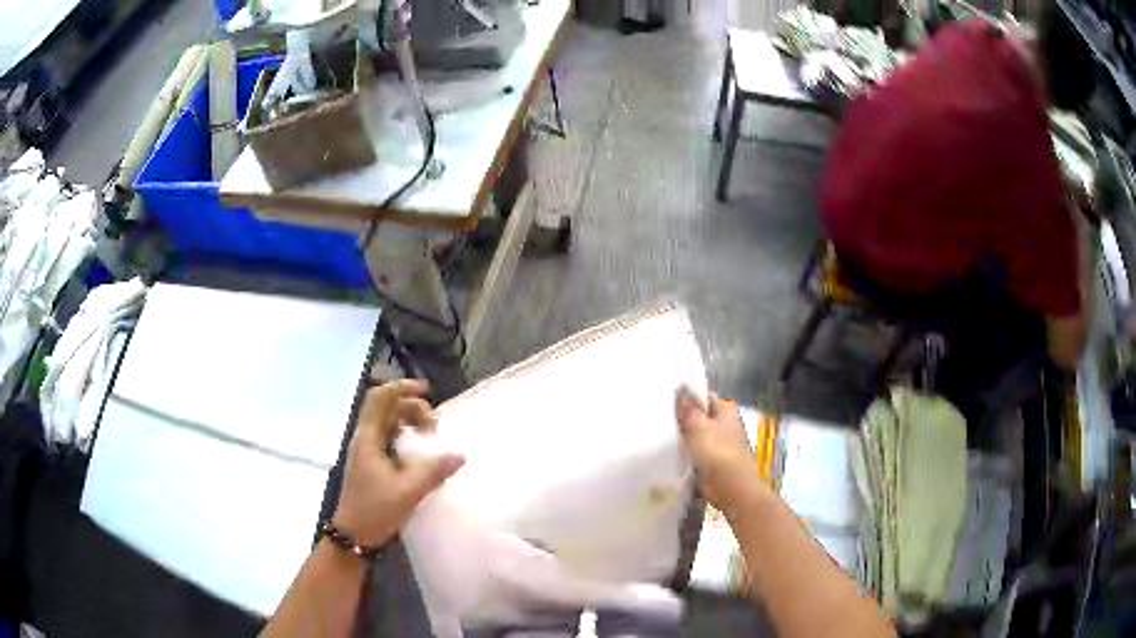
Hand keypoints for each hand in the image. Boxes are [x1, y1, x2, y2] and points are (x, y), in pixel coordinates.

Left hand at [333, 380, 464, 546]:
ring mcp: (366, 451)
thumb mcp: (408, 491)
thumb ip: (433, 471)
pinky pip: (388, 438)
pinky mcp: (370, 463)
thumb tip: (459, 455)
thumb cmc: (375, 510)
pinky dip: (405, 436)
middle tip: (434, 426)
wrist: (353, 535)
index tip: (427, 392)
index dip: (402, 387)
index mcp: (369, 438)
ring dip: (409, 421)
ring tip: (429, 436)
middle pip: (386, 407)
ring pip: (387, 422)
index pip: (381, 398)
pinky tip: (419, 453)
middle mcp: (365, 438)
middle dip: (412, 407)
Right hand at [676, 392, 768, 514]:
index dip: (689, 398)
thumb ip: (688, 410)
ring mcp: (722, 443)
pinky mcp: (716, 460)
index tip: (670, 402)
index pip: (705, 397)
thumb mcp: (697, 425)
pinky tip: (676, 454)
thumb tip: (681, 396)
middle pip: (702, 416)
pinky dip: (689, 453)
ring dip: (687, 438)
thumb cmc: (716, 449)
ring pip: (699, 435)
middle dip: (686, 419)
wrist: (730, 484)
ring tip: (667, 437)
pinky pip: (699, 452)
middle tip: (666, 420)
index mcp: (726, 410)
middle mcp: (726, 424)